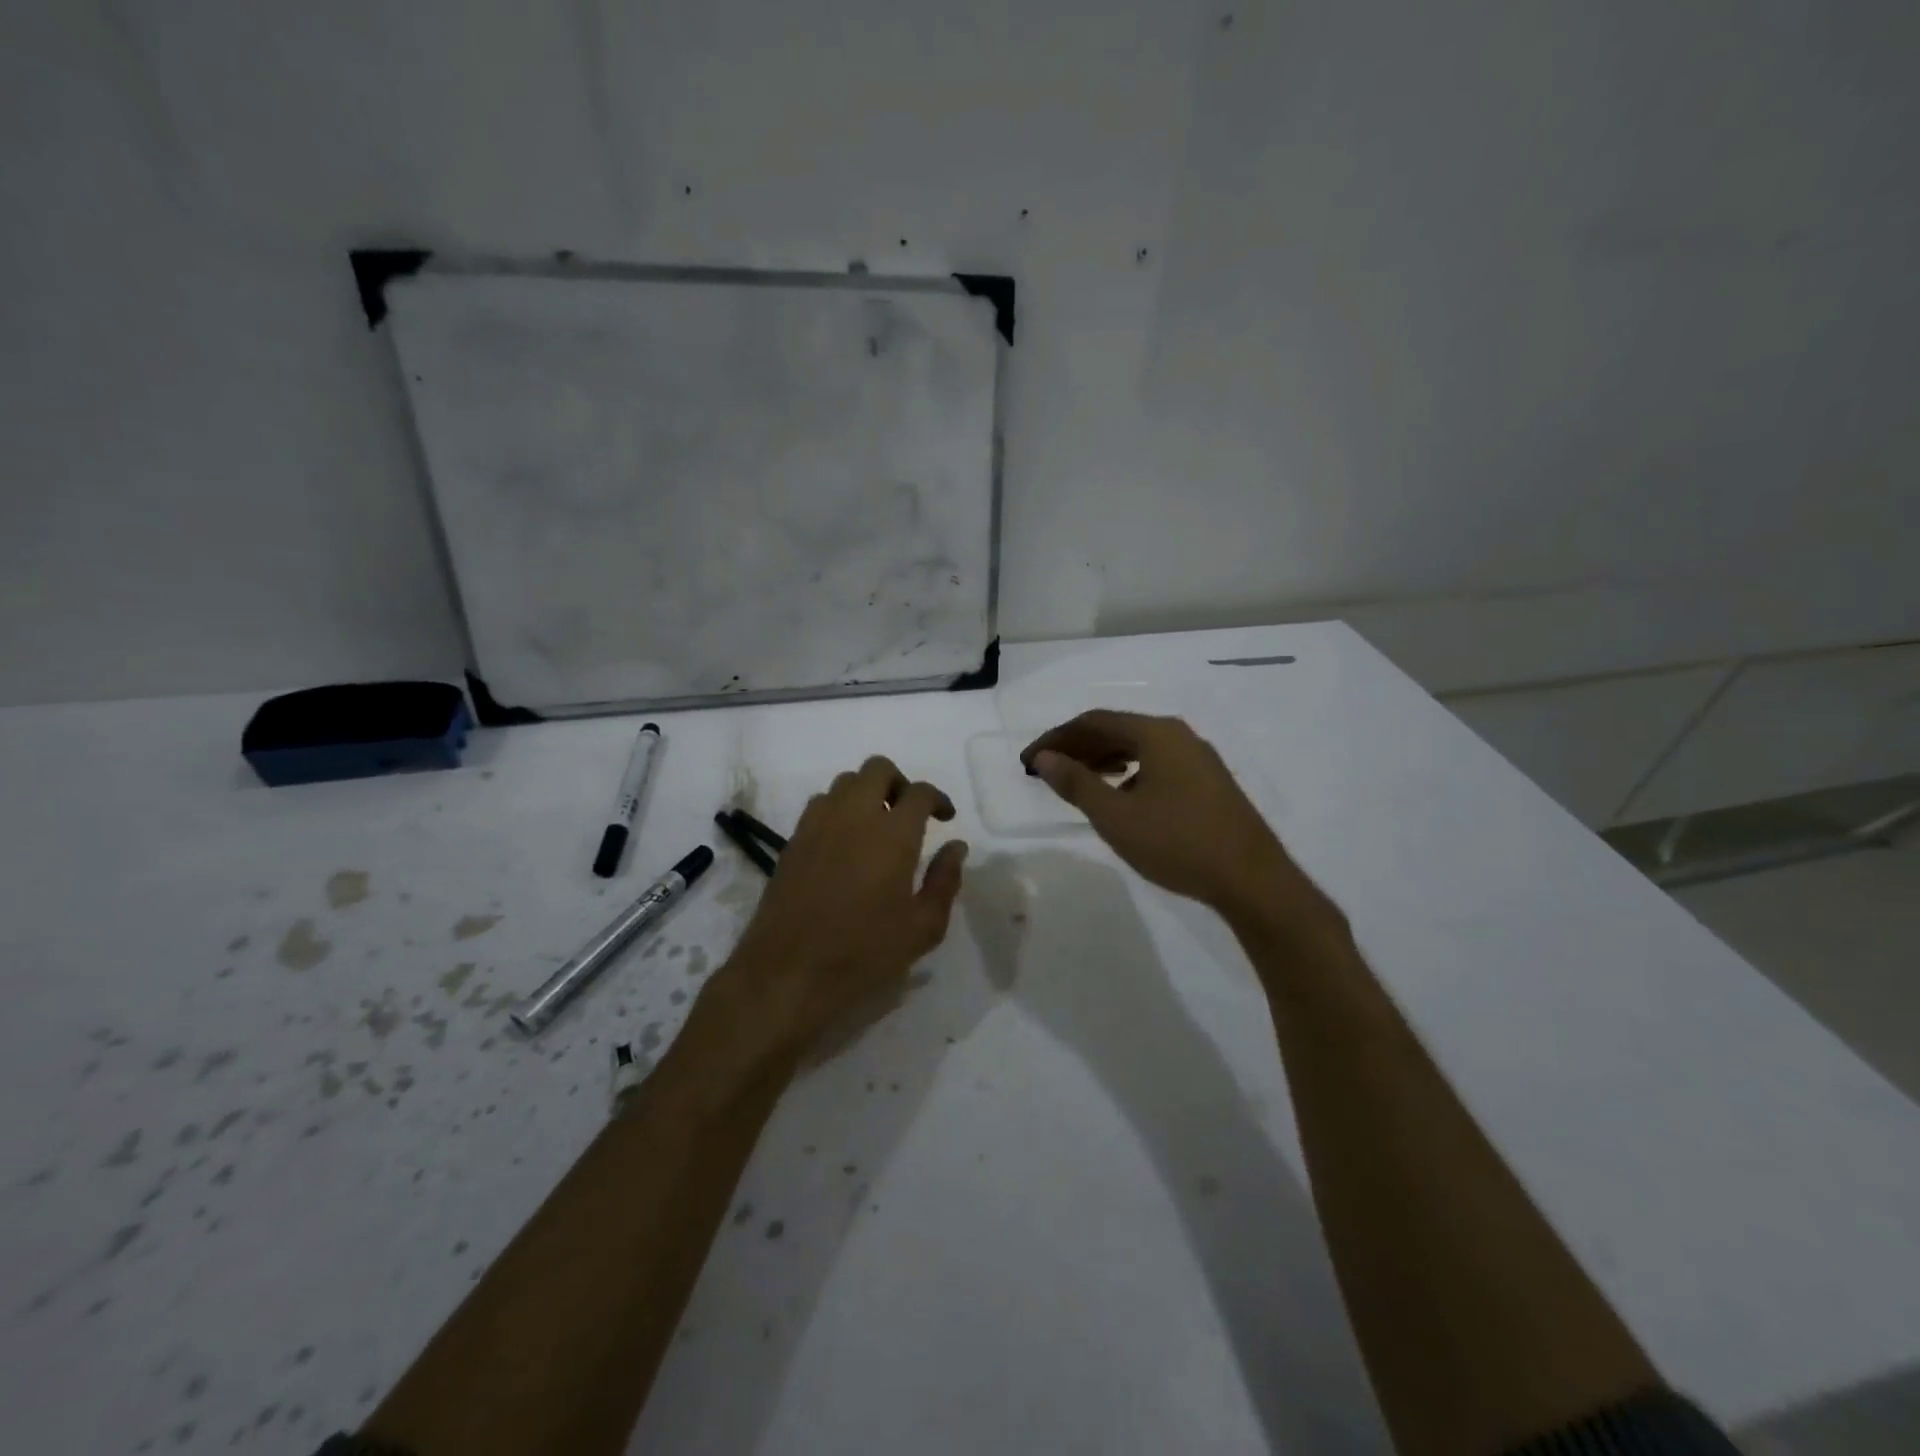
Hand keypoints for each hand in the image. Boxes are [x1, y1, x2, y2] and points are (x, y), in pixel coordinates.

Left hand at [716, 756, 967, 1058]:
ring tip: (876, 827)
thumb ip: (945, 881)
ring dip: (866, 793)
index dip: (938, 798)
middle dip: (900, 783)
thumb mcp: (923, 928)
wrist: (787, 973)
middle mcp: (854, 816)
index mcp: (892, 834)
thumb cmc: (864, 953)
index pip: (919, 792)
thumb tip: (956, 847)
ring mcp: (818, 825)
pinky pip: (820, 804)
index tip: (945, 818)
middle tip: (909, 814)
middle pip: (877, 769)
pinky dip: (839, 809)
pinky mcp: (793, 840)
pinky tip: (845, 843)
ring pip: (845, 782)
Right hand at [1021, 710, 1306, 919]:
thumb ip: (1077, 783)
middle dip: (1078, 748)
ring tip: (1077, 780)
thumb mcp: (1116, 816)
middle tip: (1047, 770)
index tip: (1029, 761)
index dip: (1056, 738)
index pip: (1093, 721)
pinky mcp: (1209, 781)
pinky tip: (1121, 795)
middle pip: (1117, 730)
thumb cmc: (1177, 843)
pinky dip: (1129, 772)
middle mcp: (1179, 735)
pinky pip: (1157, 763)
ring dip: (1103, 759)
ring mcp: (1198, 758)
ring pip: (1139, 747)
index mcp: (1156, 733)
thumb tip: (1045, 758)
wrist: (1252, 879)